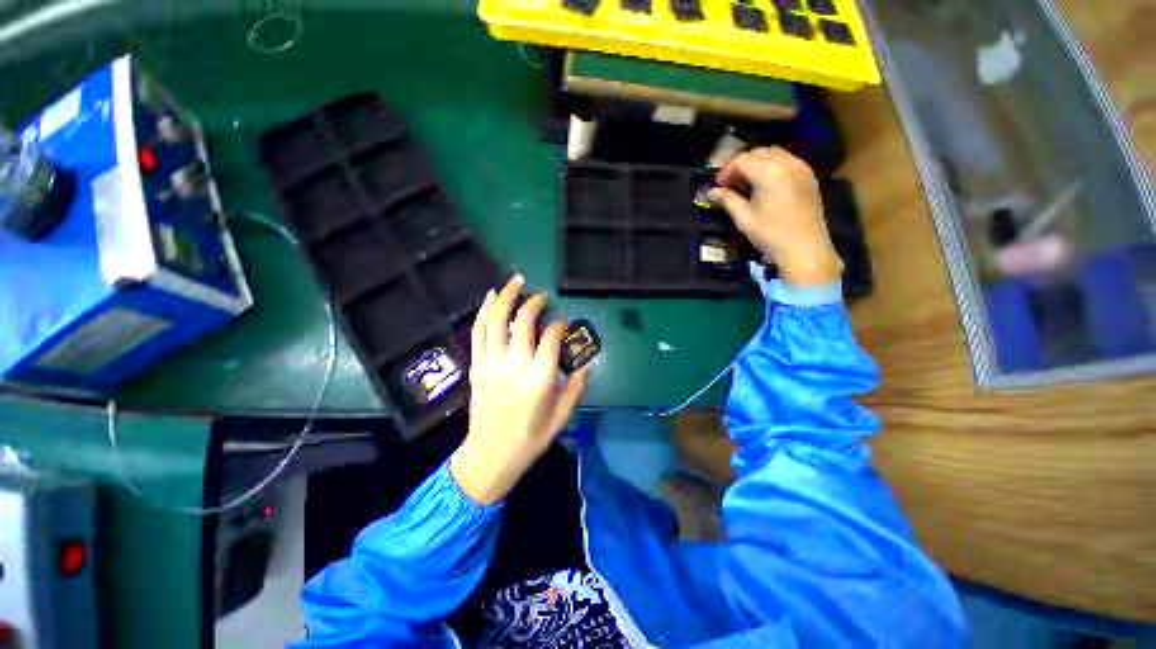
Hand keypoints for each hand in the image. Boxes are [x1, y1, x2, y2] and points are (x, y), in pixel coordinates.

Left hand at [450, 275, 589, 505]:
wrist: (490, 456)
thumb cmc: (530, 438)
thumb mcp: (562, 416)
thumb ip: (577, 386)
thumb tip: (587, 362)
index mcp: (539, 379)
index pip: (552, 338)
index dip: (560, 325)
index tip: (564, 323)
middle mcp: (514, 365)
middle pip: (523, 322)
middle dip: (534, 302)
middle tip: (542, 295)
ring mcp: (491, 364)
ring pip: (496, 321)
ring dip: (506, 297)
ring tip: (516, 281)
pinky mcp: (477, 366)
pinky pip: (478, 333)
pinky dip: (484, 312)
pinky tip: (491, 297)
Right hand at [711, 147, 843, 285]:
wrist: (805, 249)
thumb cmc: (771, 235)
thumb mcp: (744, 219)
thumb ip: (728, 200)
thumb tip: (712, 192)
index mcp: (769, 172)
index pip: (742, 160)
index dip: (726, 171)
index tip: (717, 186)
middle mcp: (787, 162)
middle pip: (758, 153)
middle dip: (741, 165)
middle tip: (729, 183)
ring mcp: (801, 168)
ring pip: (774, 154)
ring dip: (756, 163)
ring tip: (745, 183)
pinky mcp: (809, 177)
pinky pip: (786, 161)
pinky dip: (772, 166)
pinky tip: (764, 184)